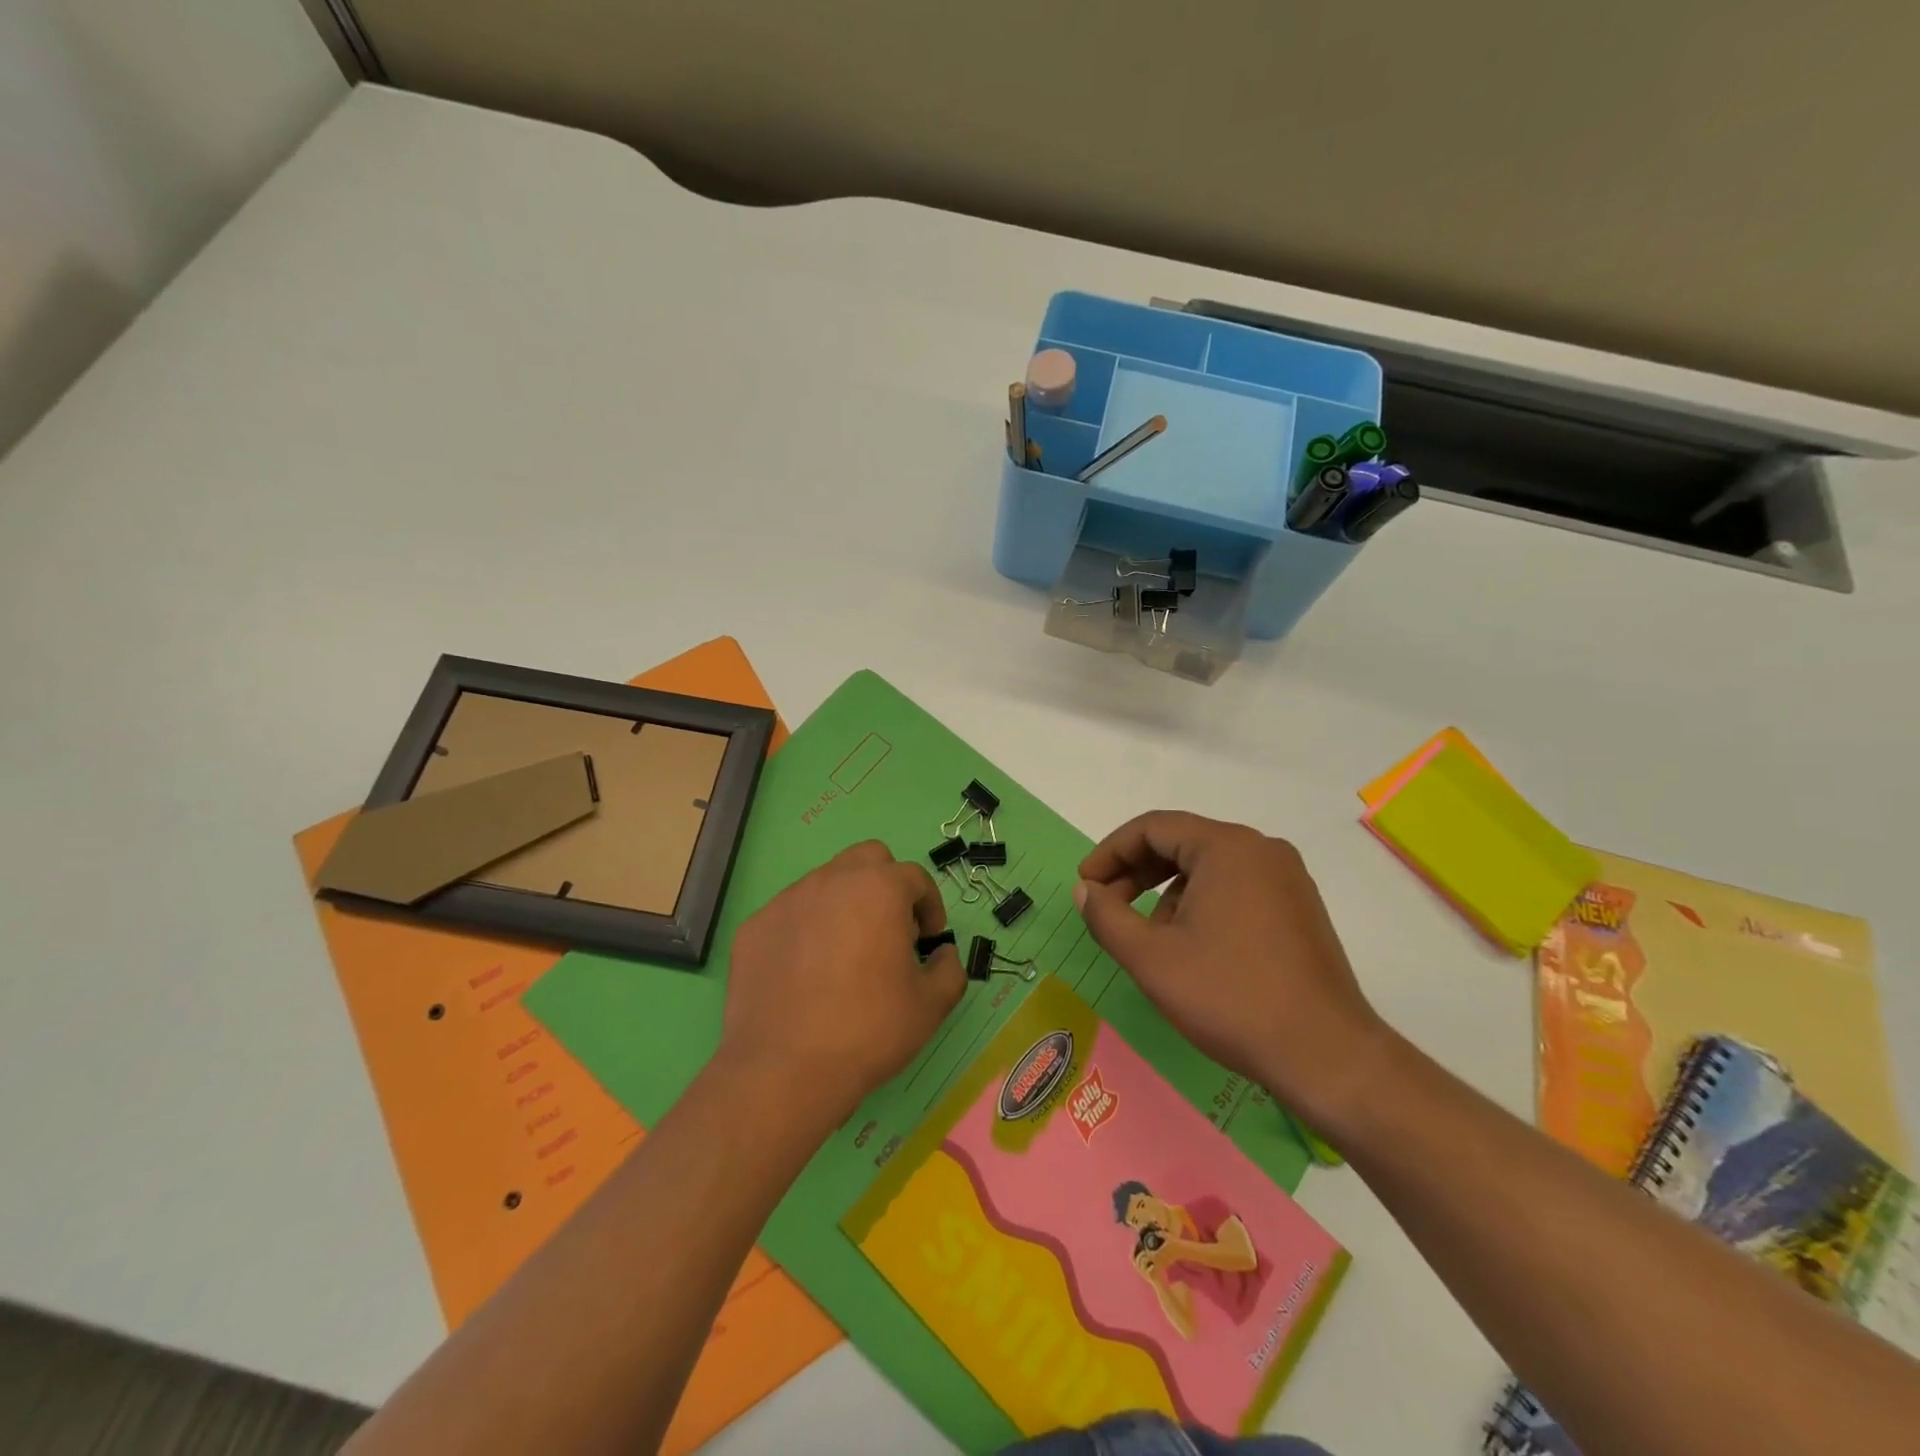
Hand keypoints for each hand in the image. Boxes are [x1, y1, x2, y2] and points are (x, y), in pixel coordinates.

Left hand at [722, 841, 964, 1127]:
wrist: (785, 1069)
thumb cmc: (869, 1030)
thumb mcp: (932, 1005)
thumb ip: (949, 968)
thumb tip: (941, 954)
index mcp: (879, 889)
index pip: (915, 877)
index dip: (930, 906)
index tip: (929, 939)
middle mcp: (832, 880)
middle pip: (868, 859)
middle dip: (887, 885)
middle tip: (890, 930)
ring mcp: (787, 901)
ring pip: (826, 883)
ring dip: (845, 905)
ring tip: (845, 954)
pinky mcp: (754, 927)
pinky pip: (791, 915)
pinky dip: (806, 930)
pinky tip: (806, 973)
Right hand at [1074, 812, 1386, 1129]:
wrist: (1325, 1055)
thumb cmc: (1230, 997)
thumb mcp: (1151, 958)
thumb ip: (1107, 916)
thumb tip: (1085, 890)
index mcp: (1227, 847)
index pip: (1153, 828)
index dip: (1110, 852)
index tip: (1085, 885)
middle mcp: (1261, 850)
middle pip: (1182, 843)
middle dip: (1136, 872)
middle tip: (1106, 906)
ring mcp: (1287, 878)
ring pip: (1208, 868)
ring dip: (1167, 892)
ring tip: (1149, 938)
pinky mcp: (1299, 908)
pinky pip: (1236, 888)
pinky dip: (1202, 904)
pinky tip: (1191, 948)